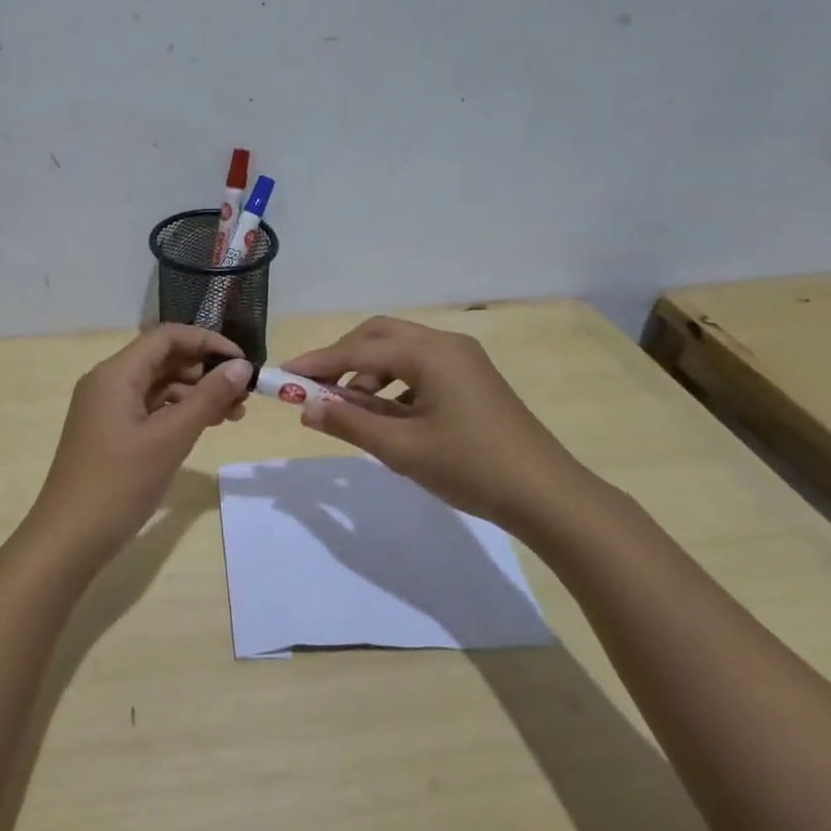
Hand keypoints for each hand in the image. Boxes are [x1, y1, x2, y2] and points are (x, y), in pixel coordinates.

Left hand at [26, 325, 251, 567]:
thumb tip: (241, 366)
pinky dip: (178, 414)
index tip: (242, 363)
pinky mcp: (109, 433)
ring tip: (234, 415)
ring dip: (196, 394)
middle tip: (244, 394)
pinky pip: (149, 410)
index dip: (207, 342)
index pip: (166, 336)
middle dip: (205, 371)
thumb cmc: (120, 483)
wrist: (69, 539)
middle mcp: (107, 382)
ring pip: (158, 387)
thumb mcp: (171, 438)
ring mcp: (106, 409)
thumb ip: (208, 398)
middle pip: (163, 359)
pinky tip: (204, 428)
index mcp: (116, 374)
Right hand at [281, 316, 597, 536]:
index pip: (359, 349)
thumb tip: (305, 407)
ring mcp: (464, 361)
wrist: (547, 495)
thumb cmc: (470, 468)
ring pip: (400, 351)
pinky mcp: (472, 380)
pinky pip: (420, 368)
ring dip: (368, 372)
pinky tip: (386, 414)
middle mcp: (446, 344)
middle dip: (343, 357)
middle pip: (380, 335)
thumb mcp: (401, 448)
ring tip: (350, 409)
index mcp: (430, 353)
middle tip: (314, 387)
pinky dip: (393, 383)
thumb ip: (349, 422)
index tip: (282, 374)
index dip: (318, 362)